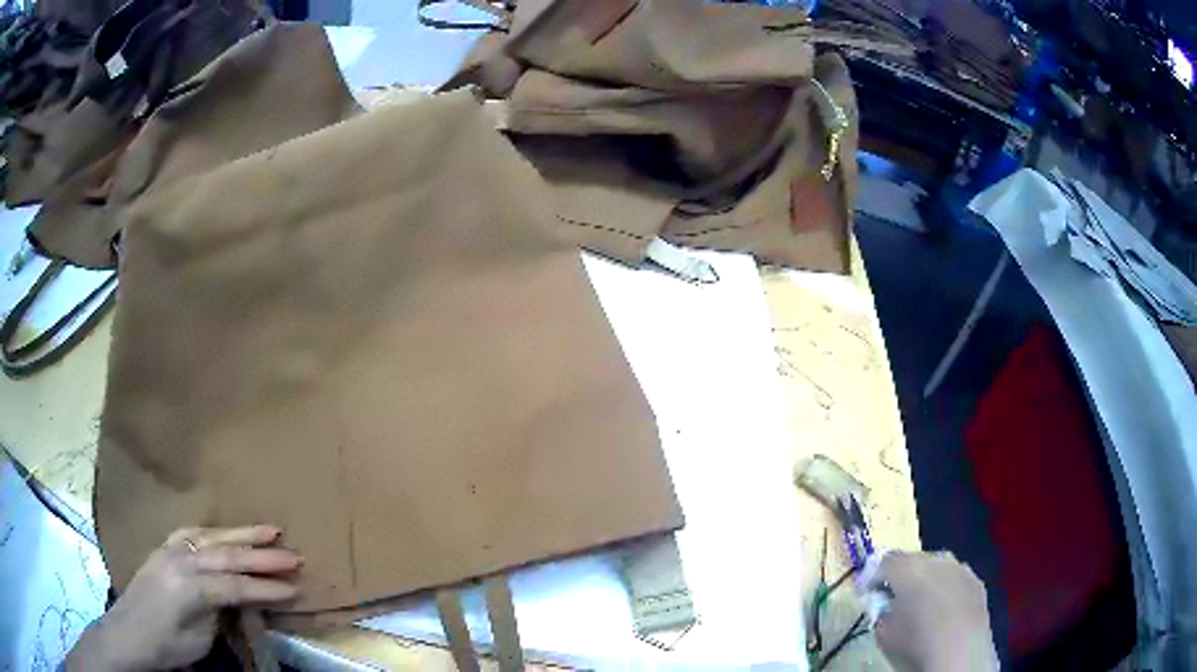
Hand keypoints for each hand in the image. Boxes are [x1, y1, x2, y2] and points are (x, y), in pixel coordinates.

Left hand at [67, 525, 301, 671]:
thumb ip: (219, 612)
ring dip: (241, 534)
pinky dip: (214, 533)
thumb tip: (240, 600)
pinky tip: (225, 534)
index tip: (295, 589)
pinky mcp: (162, 549)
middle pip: (226, 554)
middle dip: (261, 555)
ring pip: (210, 537)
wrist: (129, 634)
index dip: (267, 589)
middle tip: (293, 553)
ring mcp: (168, 549)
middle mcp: (179, 559)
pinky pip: (192, 534)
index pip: (236, 585)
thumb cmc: (167, 646)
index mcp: (189, 586)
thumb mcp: (199, 639)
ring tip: (269, 529)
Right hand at [870, 551, 997, 671]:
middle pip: (914, 560)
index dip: (873, 577)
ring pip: (937, 568)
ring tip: (922, 606)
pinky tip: (944, 612)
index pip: (884, 561)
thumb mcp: (882, 633)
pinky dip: (946, 590)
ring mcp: (961, 568)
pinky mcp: (977, 581)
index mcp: (908, 568)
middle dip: (903, 577)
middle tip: (895, 601)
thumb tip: (884, 604)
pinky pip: (955, 579)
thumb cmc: (915, 643)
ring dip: (927, 581)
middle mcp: (936, 559)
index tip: (869, 595)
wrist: (961, 652)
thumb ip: (880, 611)